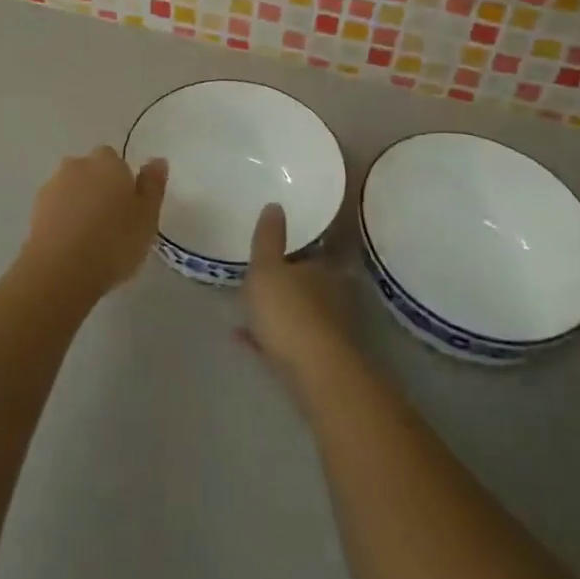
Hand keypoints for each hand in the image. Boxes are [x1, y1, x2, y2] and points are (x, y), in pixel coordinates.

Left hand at [21, 147, 167, 299]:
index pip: (115, 160)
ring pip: (71, 188)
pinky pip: (56, 208)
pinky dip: (63, 219)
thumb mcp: (147, 217)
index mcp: (108, 163)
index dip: (122, 180)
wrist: (61, 271)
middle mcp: (78, 166)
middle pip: (91, 171)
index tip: (128, 206)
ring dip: (79, 202)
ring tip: (90, 236)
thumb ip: (153, 186)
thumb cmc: (113, 242)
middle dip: (98, 187)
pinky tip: (71, 244)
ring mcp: (53, 186)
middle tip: (111, 220)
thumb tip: (157, 160)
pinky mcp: (35, 210)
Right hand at [243, 204, 353, 387]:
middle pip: (307, 283)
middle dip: (286, 283)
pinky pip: (289, 342)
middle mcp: (332, 295)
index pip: (312, 250)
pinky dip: (270, 339)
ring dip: (277, 312)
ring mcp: (329, 330)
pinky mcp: (320, 360)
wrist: (317, 374)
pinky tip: (247, 340)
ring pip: (299, 313)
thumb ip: (268, 238)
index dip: (293, 249)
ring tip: (247, 312)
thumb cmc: (289, 312)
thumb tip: (275, 205)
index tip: (275, 250)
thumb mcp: (267, 268)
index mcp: (323, 267)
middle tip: (258, 280)